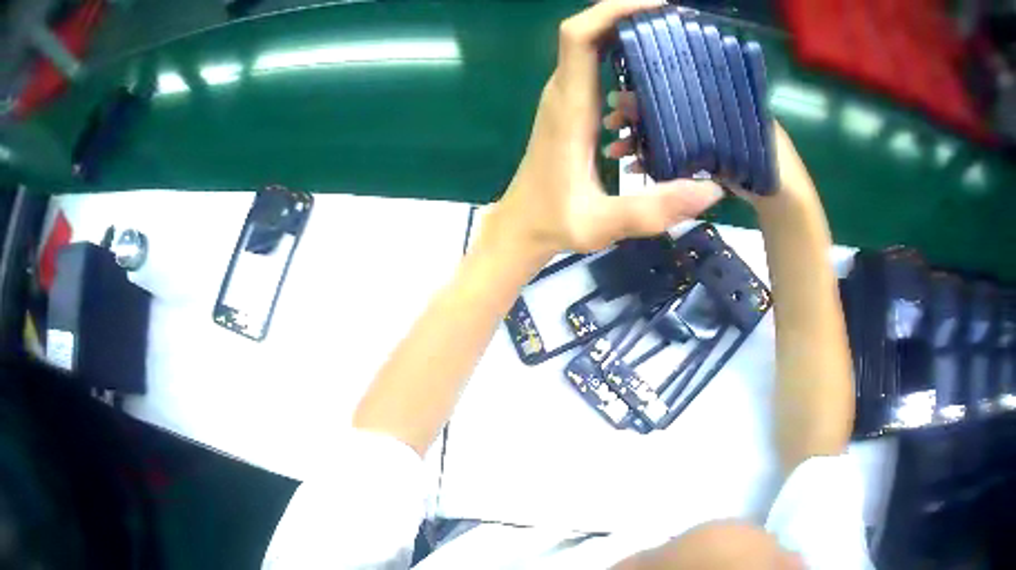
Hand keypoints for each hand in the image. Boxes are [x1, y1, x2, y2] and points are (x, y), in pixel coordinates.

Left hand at [490, 0, 723, 259]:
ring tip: (671, 37)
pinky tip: (653, 70)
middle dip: (627, 16)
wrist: (521, 226)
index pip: (579, 37)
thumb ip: (654, 209)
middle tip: (675, 20)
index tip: (654, 6)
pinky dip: (621, 55)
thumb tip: (712, 189)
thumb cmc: (555, 221)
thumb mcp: (604, 222)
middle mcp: (565, 92)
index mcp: (571, 106)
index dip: (610, 11)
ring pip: (592, 46)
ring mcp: (566, 97)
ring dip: (625, 32)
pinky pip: (595, 65)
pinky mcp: (572, 106)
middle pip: (588, 32)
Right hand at [608, 97, 819, 211]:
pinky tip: (631, 167)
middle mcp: (706, 118)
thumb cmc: (768, 163)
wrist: (781, 202)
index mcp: (717, 101)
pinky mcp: (700, 163)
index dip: (647, 94)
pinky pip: (670, 158)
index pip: (674, 91)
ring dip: (638, 141)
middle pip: (664, 112)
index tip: (621, 99)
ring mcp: (702, 142)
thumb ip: (718, 112)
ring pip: (663, 136)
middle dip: (635, 118)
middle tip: (612, 124)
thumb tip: (678, 91)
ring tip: (616, 151)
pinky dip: (651, 161)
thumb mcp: (748, 127)